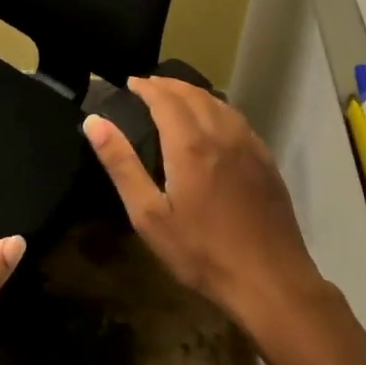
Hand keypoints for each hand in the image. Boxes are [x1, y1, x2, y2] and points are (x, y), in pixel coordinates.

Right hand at [85, 78, 325, 332]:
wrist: (270, 281)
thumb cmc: (201, 251)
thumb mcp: (149, 215)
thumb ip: (121, 164)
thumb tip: (95, 121)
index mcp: (190, 144)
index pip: (165, 98)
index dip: (146, 87)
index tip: (129, 83)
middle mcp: (221, 133)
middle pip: (193, 94)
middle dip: (168, 85)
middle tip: (147, 87)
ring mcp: (249, 145)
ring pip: (218, 103)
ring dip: (193, 93)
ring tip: (175, 98)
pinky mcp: (266, 161)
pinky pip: (237, 119)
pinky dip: (217, 109)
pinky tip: (212, 123)